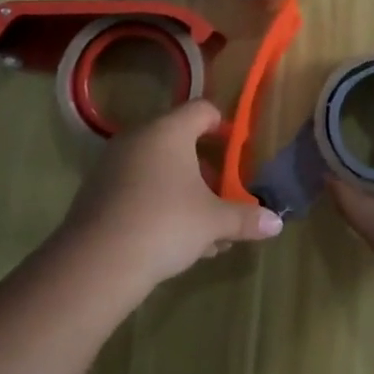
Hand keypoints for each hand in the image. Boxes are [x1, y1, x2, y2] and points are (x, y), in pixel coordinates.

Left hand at [57, 100, 283, 300]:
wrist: (96, 263)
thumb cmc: (165, 224)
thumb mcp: (213, 222)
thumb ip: (245, 218)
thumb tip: (277, 223)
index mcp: (168, 131)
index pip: (202, 110)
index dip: (224, 126)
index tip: (238, 150)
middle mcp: (138, 138)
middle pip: (179, 140)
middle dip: (205, 167)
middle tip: (223, 193)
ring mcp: (113, 164)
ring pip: (158, 168)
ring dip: (183, 190)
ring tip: (204, 227)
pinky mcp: (96, 192)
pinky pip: (137, 187)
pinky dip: (158, 202)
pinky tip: (173, 239)